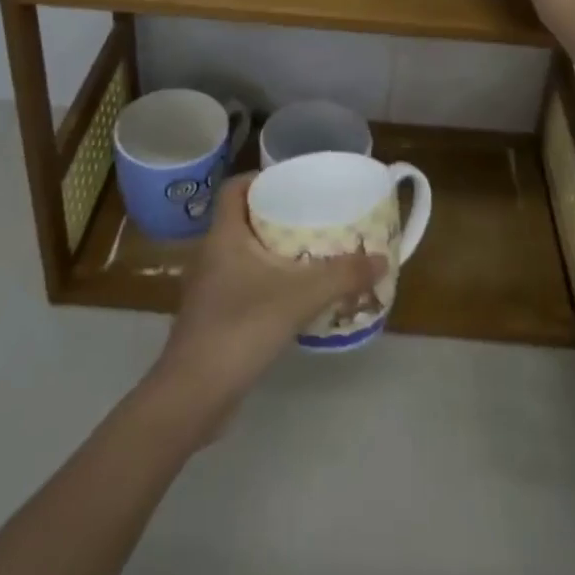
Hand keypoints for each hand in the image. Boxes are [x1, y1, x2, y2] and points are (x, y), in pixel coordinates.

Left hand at [149, 174, 385, 431]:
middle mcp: (210, 254)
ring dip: (270, 253)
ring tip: (308, 255)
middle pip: (241, 220)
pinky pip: (240, 285)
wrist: (193, 395)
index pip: (234, 188)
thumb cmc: (241, 327)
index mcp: (223, 235)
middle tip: (311, 217)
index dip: (259, 178)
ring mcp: (207, 289)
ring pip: (241, 255)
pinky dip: (264, 283)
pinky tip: (291, 298)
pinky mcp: (211, 318)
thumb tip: (381, 259)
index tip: (291, 182)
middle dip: (274, 216)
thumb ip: (342, 276)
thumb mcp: (300, 296)